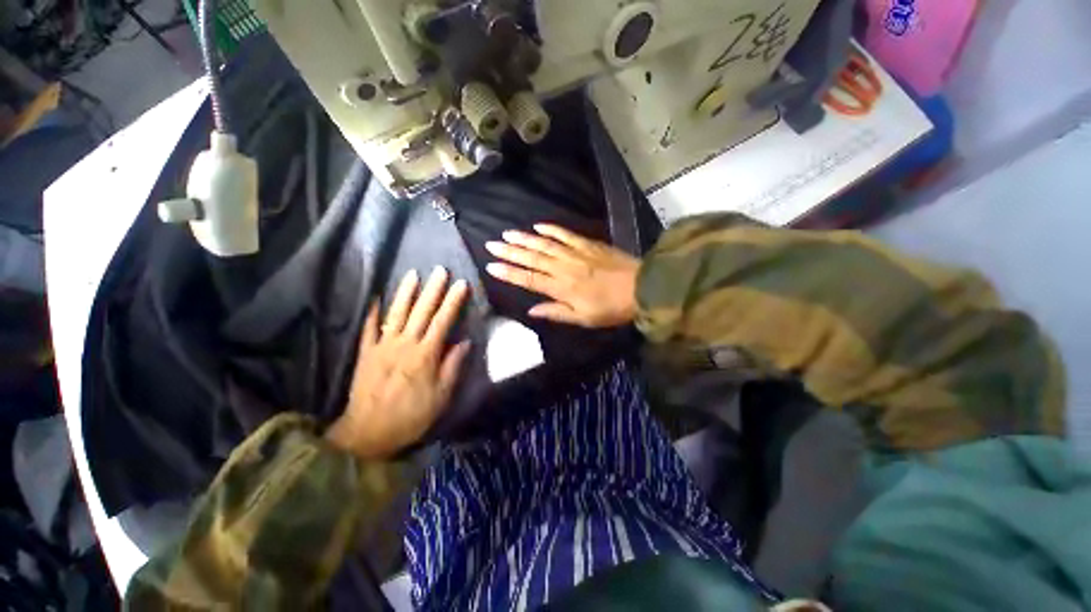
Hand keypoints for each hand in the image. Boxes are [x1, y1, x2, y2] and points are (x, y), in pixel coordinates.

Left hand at [326, 267, 470, 459]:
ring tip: (413, 274)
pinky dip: (372, 312)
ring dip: (406, 293)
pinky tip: (376, 297)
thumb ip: (453, 366)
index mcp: (426, 355)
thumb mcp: (442, 396)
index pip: (443, 321)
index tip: (461, 284)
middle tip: (440, 270)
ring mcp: (382, 347)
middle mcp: (405, 345)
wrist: (368, 433)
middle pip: (421, 312)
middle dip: (433, 289)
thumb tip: (466, 342)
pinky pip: (368, 328)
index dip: (453, 301)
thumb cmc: (411, 416)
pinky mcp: (365, 353)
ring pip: (396, 314)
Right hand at [484, 224, 639, 327]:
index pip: (529, 279)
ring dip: (525, 238)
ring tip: (507, 233)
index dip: (509, 273)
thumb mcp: (583, 319)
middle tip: (491, 244)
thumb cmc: (611, 308)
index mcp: (561, 288)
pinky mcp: (588, 244)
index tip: (491, 266)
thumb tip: (532, 310)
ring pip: (545, 244)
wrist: (641, 287)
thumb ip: (556, 312)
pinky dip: (551, 229)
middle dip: (510, 252)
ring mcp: (576, 253)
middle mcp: (564, 268)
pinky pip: (566, 234)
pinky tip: (538, 226)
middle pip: (532, 259)